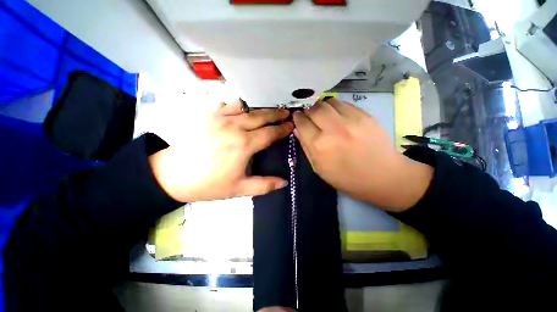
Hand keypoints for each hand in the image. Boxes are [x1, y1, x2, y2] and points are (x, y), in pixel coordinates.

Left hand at [149, 100, 293, 202]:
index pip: (270, 133)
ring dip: (259, 108)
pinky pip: (227, 105)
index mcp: (243, 144)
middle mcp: (234, 127)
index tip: (291, 125)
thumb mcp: (239, 189)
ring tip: (268, 109)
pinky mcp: (207, 115)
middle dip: (276, 113)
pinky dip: (238, 106)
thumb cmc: (208, 184)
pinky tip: (241, 109)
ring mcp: (219, 118)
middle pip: (260, 116)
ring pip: (245, 107)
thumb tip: (284, 183)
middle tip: (286, 112)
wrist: (172, 175)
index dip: (282, 128)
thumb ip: (264, 186)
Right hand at [293, 99, 432, 211]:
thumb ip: (306, 147)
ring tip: (323, 114)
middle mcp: (333, 129)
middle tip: (309, 115)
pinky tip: (337, 116)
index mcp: (320, 145)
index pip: (302, 123)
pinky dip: (335, 107)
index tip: (297, 117)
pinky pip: (344, 104)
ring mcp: (351, 120)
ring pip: (328, 102)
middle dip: (308, 110)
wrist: (383, 176)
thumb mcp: (319, 168)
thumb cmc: (346, 178)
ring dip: (321, 106)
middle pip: (314, 108)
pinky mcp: (365, 115)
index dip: (297, 118)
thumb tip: (297, 129)